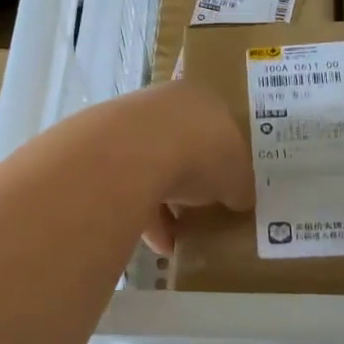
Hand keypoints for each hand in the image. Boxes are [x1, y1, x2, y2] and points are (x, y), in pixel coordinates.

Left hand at [119, 82, 254, 254]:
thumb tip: (240, 198)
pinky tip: (158, 245)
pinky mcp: (103, 153)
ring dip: (165, 202)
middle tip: (201, 209)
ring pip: (152, 166)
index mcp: (201, 99)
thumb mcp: (237, 176)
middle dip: (190, 178)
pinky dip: (144, 215)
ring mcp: (128, 126)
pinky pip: (128, 187)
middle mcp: (163, 105)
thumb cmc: (201, 153)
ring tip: (178, 237)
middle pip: (182, 144)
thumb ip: (240, 186)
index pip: (217, 126)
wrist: (133, 153)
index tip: (227, 186)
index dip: (224, 158)